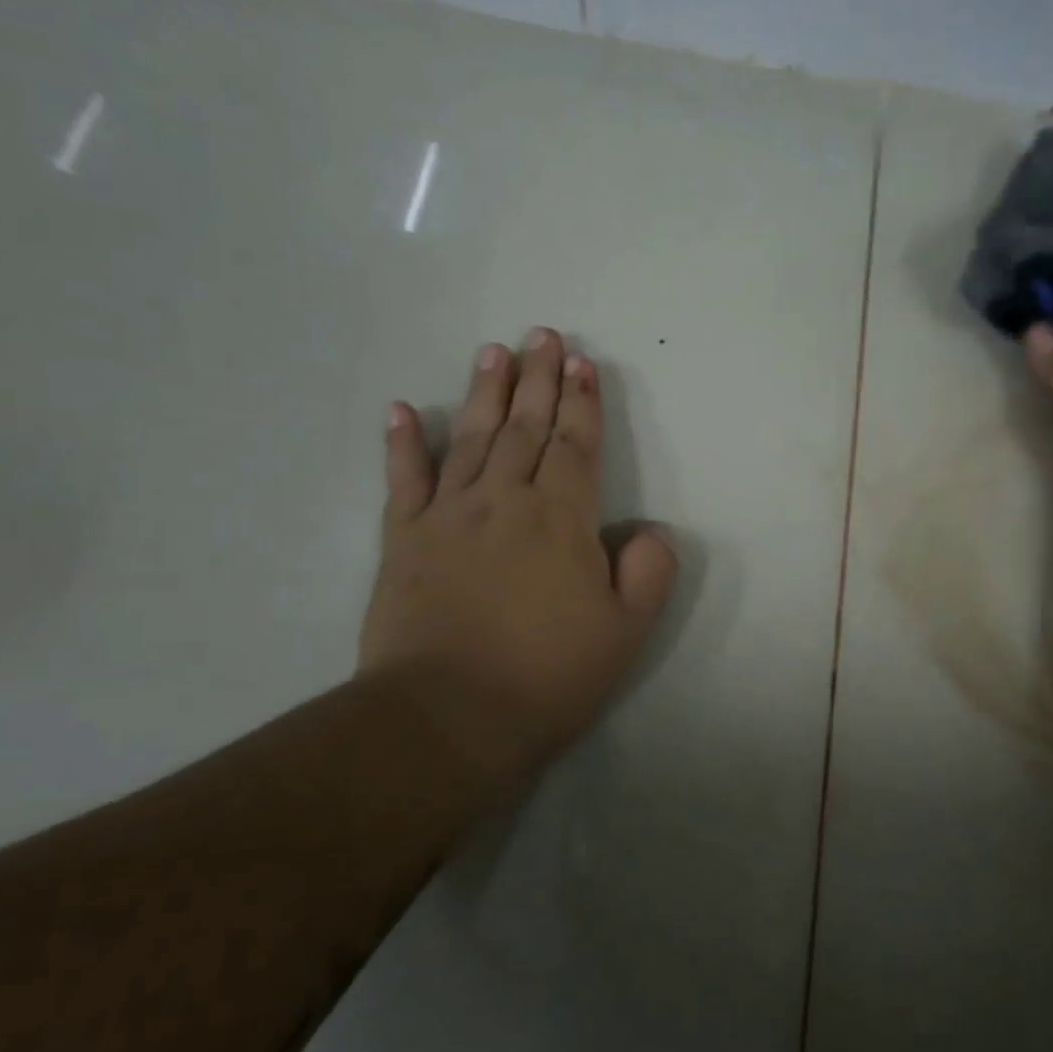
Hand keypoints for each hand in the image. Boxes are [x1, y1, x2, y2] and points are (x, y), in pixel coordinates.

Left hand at [359, 328, 677, 786]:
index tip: (581, 362)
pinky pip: (404, 479)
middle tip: (541, 334)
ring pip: (471, 439)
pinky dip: (403, 442)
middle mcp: (505, 500)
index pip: (576, 445)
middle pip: (525, 427)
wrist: (449, 717)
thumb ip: (649, 572)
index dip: (582, 402)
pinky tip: (403, 409)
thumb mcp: (626, 632)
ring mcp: (448, 516)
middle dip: (538, 379)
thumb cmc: (547, 676)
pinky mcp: (403, 540)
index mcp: (561, 519)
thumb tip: (649, 531)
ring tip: (494, 351)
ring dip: (485, 392)